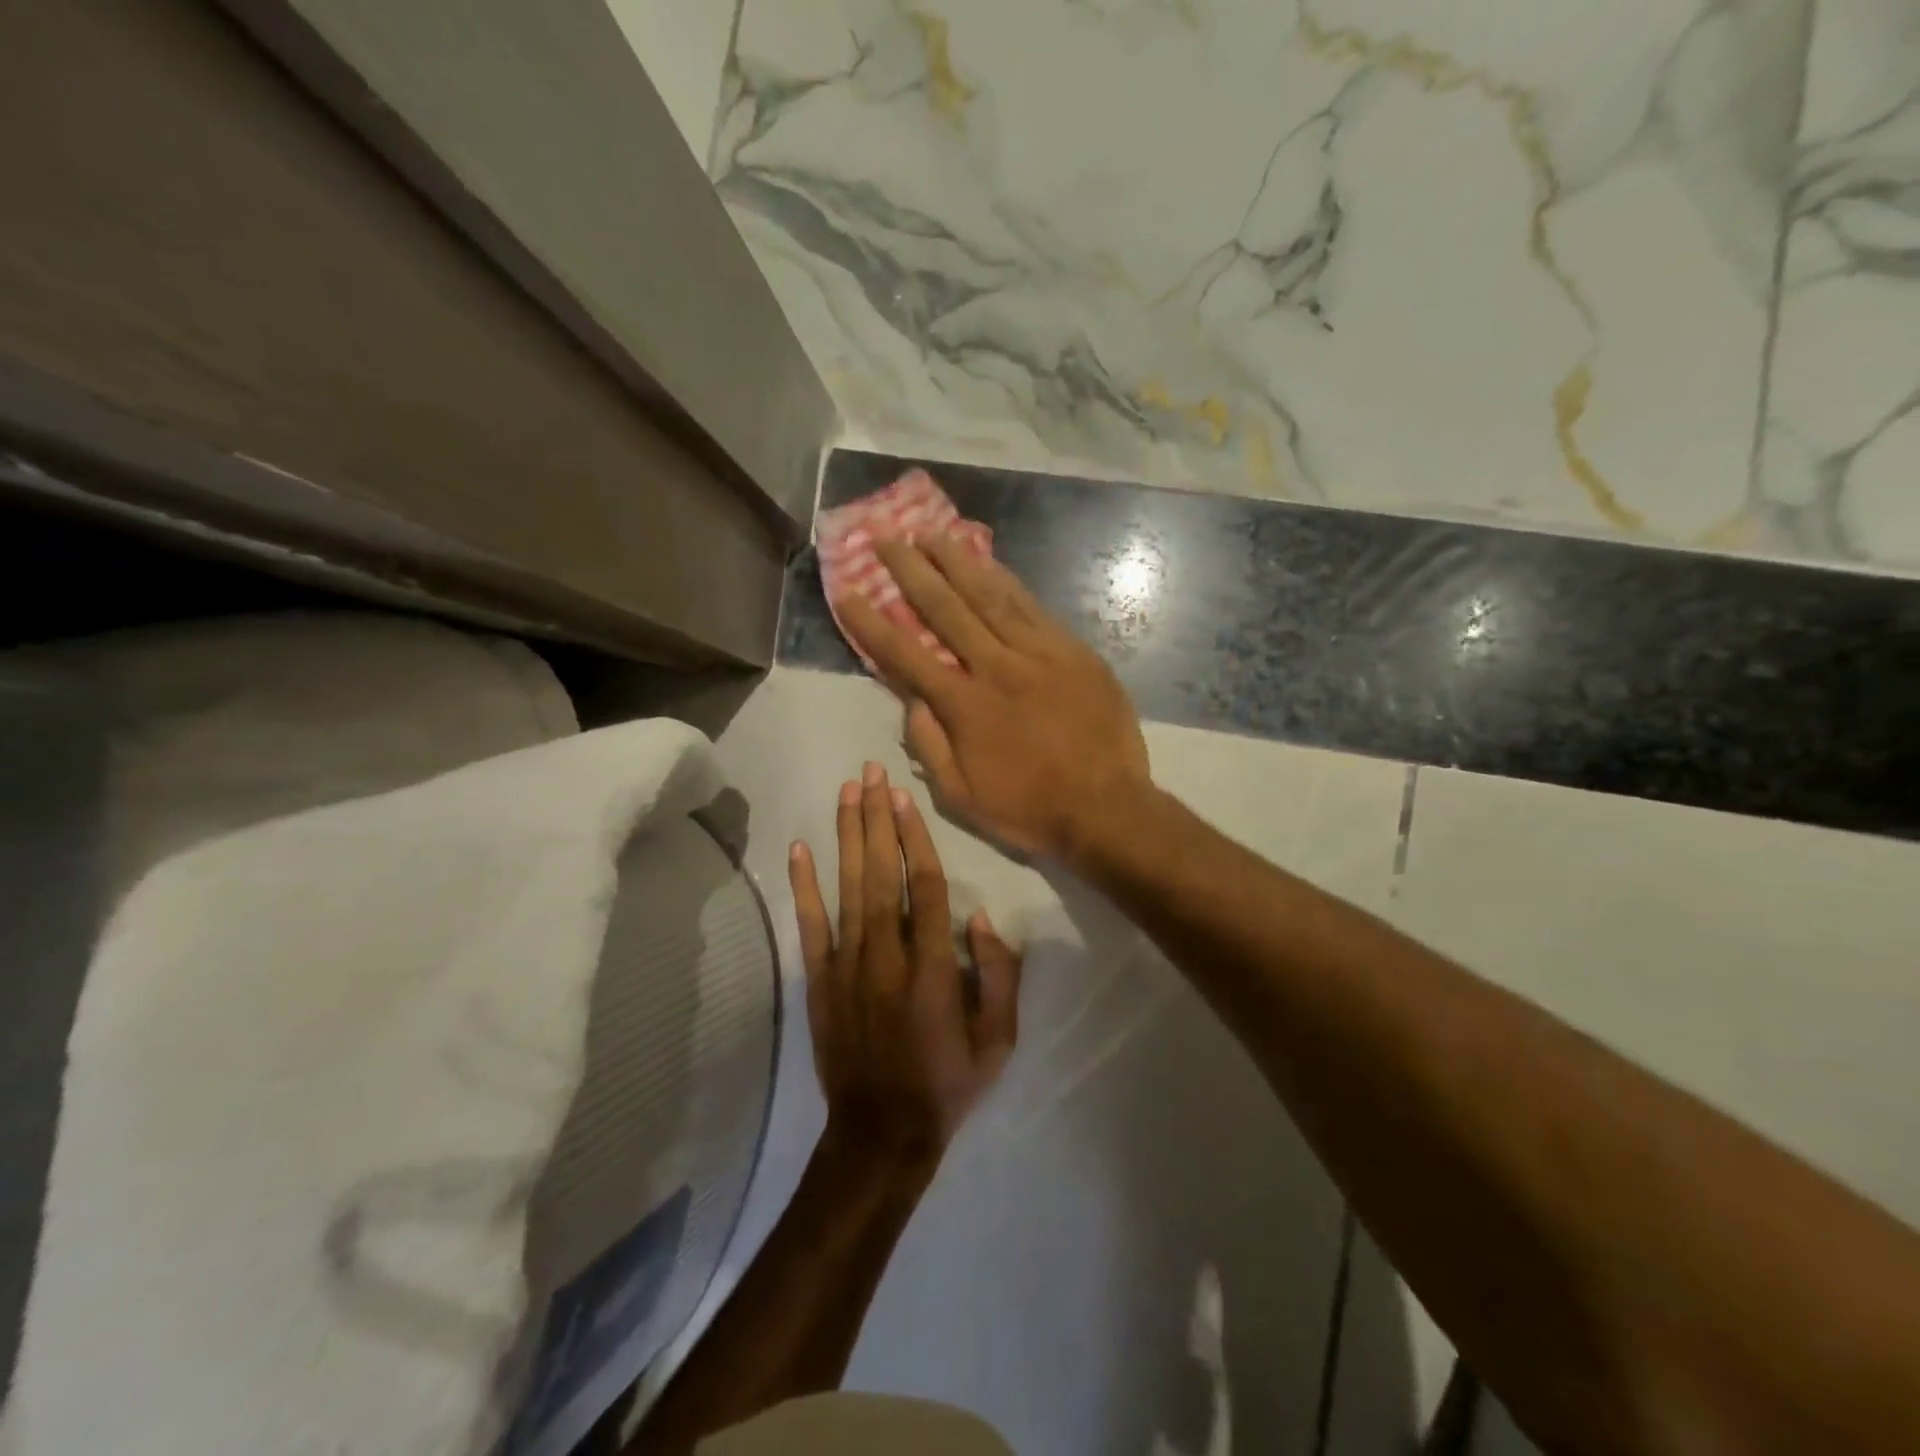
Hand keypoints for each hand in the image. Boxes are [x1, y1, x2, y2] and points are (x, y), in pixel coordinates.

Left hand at [788, 761, 1022, 1168]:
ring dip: (847, 837)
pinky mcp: (819, 981)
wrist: (882, 1134)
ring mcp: (848, 967)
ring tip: (846, 792)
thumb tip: (980, 919)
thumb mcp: (999, 1041)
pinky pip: (811, 926)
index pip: (926, 887)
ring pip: (848, 888)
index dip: (915, 838)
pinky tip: (799, 849)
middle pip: (882, 874)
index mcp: (934, 969)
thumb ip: (999, 977)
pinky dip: (804, 886)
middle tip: (870, 772)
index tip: (904, 797)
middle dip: (877, 819)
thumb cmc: (948, 1084)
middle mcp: (888, 956)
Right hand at [834, 537, 1152, 863]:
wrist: (1107, 808)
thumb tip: (910, 699)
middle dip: (911, 571)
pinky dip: (1007, 581)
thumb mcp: (961, 797)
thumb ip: (929, 745)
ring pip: (990, 596)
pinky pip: (1033, 607)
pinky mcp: (1073, 651)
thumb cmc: (1029, 809)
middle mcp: (996, 668)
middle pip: (945, 609)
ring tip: (932, 533)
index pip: (905, 655)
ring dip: (957, 562)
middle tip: (887, 538)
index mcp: (964, 706)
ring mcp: (1038, 654)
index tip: (847, 591)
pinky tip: (990, 562)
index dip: (871, 622)